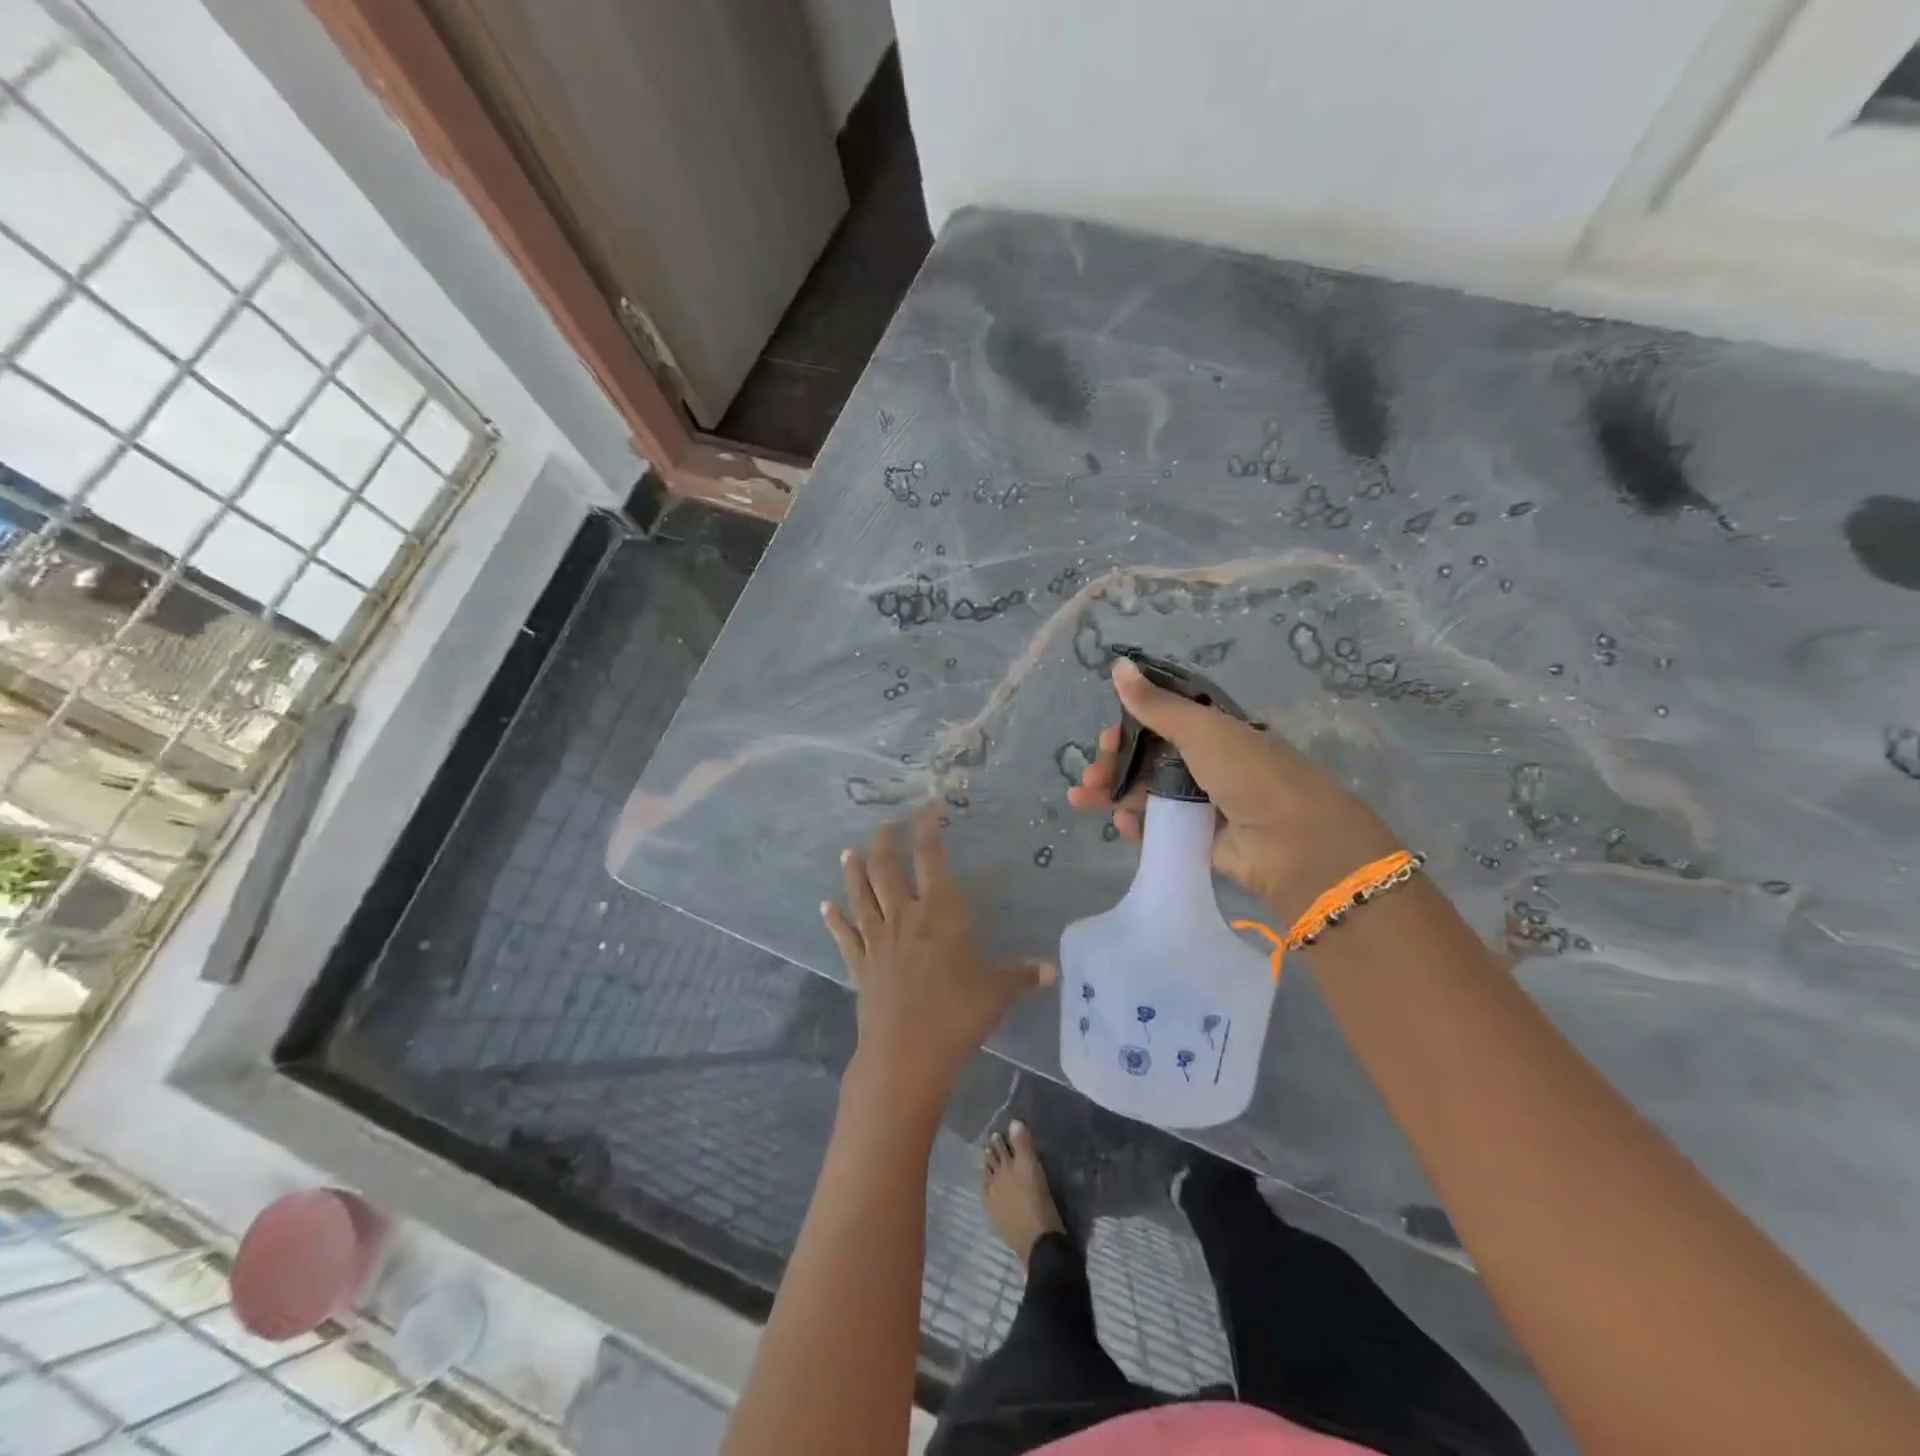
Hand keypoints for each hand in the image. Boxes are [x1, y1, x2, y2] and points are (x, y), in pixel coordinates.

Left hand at [823, 805, 1053, 1112]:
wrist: (905, 1055)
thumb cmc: (957, 1015)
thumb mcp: (997, 992)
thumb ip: (1021, 976)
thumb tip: (1050, 970)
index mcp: (939, 913)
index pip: (930, 858)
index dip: (927, 828)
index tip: (929, 808)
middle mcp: (903, 917)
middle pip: (886, 868)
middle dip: (885, 841)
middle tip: (885, 824)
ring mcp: (876, 941)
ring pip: (860, 895)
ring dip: (853, 871)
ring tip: (848, 851)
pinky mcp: (859, 966)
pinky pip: (843, 936)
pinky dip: (834, 920)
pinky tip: (825, 907)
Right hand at [1066, 657, 1402, 922]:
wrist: (1292, 842)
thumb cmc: (1248, 773)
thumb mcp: (1200, 729)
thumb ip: (1156, 704)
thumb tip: (1117, 664)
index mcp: (1214, 731)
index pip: (1162, 722)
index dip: (1130, 728)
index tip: (1106, 738)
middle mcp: (1209, 764)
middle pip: (1148, 759)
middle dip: (1113, 764)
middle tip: (1090, 775)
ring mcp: (1204, 803)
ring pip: (1148, 793)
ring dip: (1114, 793)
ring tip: (1082, 800)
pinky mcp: (1200, 839)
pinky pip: (1159, 827)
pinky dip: (1136, 825)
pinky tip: (1121, 825)